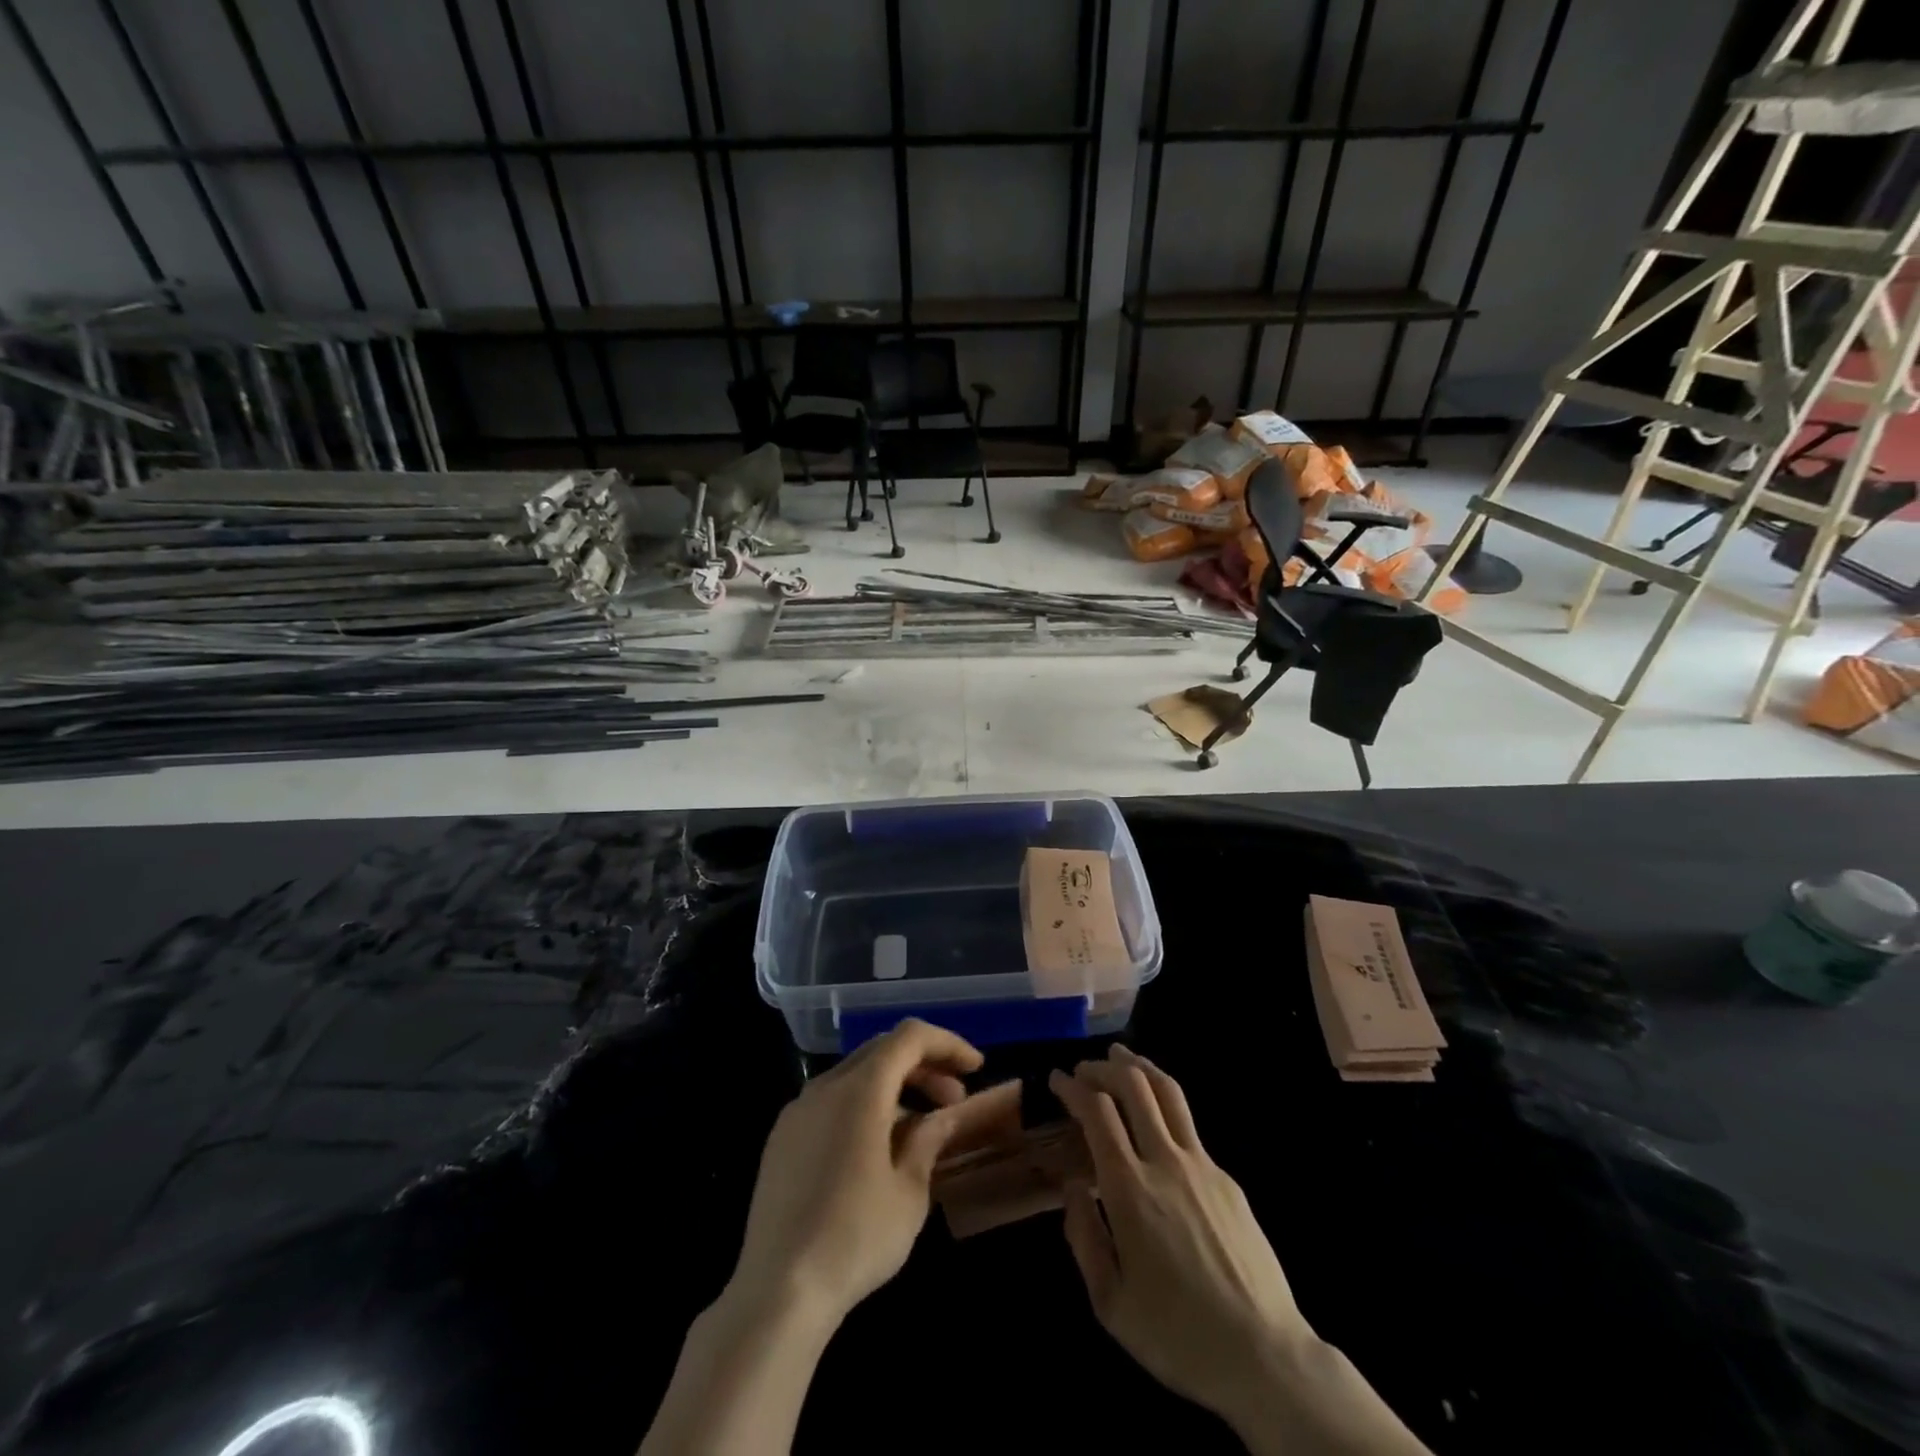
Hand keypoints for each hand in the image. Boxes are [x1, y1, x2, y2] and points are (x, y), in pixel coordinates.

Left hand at [731, 1019, 1020, 1327]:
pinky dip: (864, 1106)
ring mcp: (797, 1111)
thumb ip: (928, 1140)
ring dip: (894, 1087)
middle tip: (954, 1099)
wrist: (777, 1292)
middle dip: (924, 1065)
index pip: (909, 1037)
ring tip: (921, 1127)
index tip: (975, 1068)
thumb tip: (942, 1117)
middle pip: (882, 1051)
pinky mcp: (781, 1139)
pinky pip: (831, 1102)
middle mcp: (825, 1086)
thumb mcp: (909, 1192)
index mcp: (860, 1089)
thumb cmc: (855, 1238)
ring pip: (855, 1076)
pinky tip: (877, 1148)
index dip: (947, 1044)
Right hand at [1049, 1046, 1314, 1429]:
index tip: (1057, 1080)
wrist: (1264, 1356)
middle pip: (1133, 1085)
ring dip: (1139, 1066)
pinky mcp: (1227, 1178)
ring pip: (1168, 1092)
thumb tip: (1074, 1187)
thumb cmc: (1177, 1335)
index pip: (1097, 1111)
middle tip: (1084, 1068)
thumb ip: (1083, 1237)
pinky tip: (1156, 1119)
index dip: (1073, 1088)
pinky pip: (1188, 1125)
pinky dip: (1163, 1104)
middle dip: (1103, 1066)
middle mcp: (1165, 1162)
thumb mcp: (1110, 1304)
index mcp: (1130, 1189)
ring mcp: (1202, 1165)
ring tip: (1121, 1056)